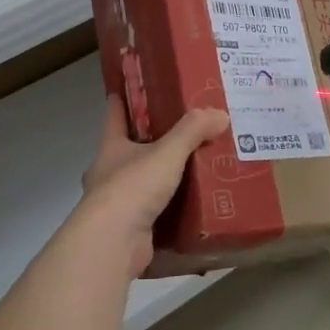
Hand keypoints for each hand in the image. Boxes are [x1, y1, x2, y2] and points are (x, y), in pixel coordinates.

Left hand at [78, 96, 229, 277]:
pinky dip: (170, 209)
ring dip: (163, 178)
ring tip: (196, 169)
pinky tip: (193, 206)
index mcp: (111, 147)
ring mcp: (117, 204)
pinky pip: (153, 213)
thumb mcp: (166, 152)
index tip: (135, 86)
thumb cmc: (132, 187)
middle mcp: (109, 173)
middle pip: (130, 150)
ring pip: (142, 183)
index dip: (124, 99)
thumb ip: (192, 131)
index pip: (115, 114)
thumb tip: (220, 114)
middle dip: (152, 142)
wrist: (113, 242)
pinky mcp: (130, 230)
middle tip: (184, 132)